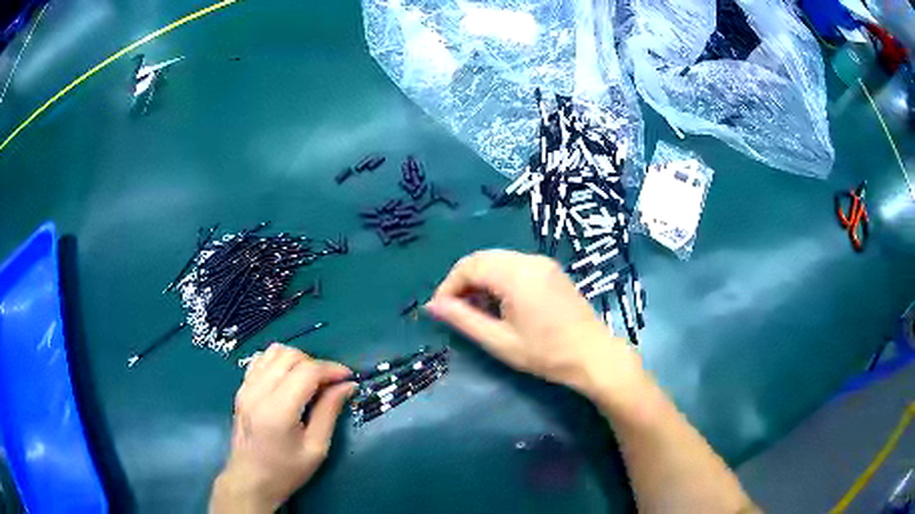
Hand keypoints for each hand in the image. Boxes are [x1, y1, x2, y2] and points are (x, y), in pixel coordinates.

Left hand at [211, 344, 354, 512]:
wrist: (251, 480)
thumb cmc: (286, 471)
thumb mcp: (316, 448)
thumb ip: (330, 412)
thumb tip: (348, 385)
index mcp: (278, 410)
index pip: (307, 371)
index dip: (331, 369)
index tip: (348, 378)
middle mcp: (258, 391)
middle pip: (290, 355)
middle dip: (315, 363)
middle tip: (329, 384)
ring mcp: (246, 387)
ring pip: (274, 351)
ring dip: (297, 360)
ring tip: (309, 381)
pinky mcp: (241, 388)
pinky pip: (261, 360)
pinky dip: (279, 362)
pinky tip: (288, 380)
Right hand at [426, 249, 636, 395]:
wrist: (593, 355)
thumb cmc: (546, 353)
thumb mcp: (500, 341)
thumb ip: (463, 320)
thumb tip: (432, 306)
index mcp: (515, 274)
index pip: (469, 266)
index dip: (449, 286)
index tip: (441, 310)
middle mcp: (528, 260)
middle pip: (482, 258)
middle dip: (463, 281)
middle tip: (455, 310)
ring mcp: (542, 263)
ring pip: (498, 260)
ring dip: (480, 279)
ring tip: (476, 309)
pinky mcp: (551, 271)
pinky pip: (514, 265)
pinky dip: (498, 278)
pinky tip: (499, 303)